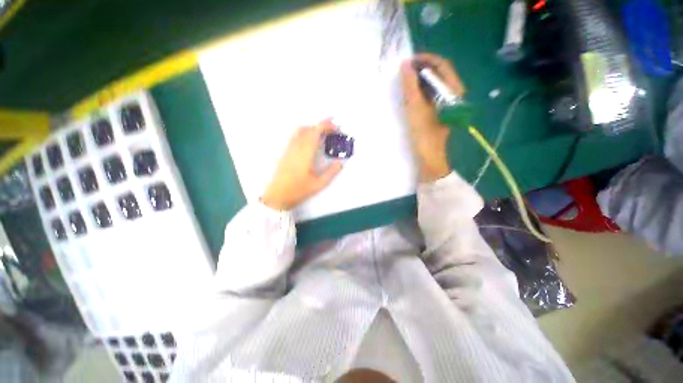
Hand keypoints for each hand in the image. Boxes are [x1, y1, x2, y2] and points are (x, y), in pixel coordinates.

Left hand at [261, 120, 343, 210]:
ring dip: (312, 128)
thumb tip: (340, 163)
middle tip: (333, 129)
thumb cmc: (298, 190)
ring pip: (300, 130)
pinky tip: (309, 141)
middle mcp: (296, 147)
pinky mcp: (285, 152)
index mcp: (305, 153)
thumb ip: (331, 172)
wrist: (277, 196)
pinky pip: (295, 136)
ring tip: (322, 133)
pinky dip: (305, 133)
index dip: (327, 126)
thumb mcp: (319, 184)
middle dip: (322, 125)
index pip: (316, 132)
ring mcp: (289, 149)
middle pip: (309, 128)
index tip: (336, 128)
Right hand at [401, 53, 464, 182]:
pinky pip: (430, 95)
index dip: (425, 59)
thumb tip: (405, 64)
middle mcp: (453, 93)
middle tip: (404, 72)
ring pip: (434, 85)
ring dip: (419, 81)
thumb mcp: (415, 107)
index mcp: (453, 90)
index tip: (408, 62)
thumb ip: (410, 85)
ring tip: (405, 82)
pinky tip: (410, 95)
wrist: (429, 157)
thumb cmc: (423, 133)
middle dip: (421, 69)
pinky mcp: (439, 111)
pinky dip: (420, 91)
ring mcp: (447, 103)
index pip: (442, 64)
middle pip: (438, 73)